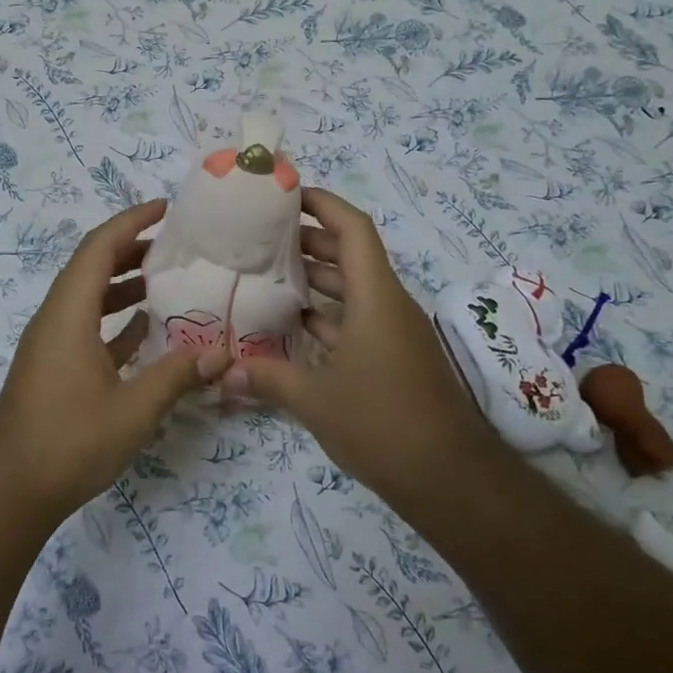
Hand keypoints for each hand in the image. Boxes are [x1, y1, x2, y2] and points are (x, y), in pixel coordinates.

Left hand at [0, 199, 231, 518]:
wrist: (8, 492)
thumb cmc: (68, 443)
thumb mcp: (133, 410)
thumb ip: (177, 375)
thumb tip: (223, 353)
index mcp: (68, 314)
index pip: (99, 248)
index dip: (131, 222)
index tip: (166, 209)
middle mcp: (55, 319)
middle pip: (93, 267)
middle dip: (133, 249)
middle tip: (178, 245)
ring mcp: (51, 345)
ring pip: (89, 298)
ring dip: (124, 285)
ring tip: (169, 280)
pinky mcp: (53, 368)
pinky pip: (86, 327)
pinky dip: (116, 320)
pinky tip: (147, 329)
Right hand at [230, 189, 487, 498]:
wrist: (449, 477)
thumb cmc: (382, 423)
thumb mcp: (315, 399)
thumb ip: (267, 378)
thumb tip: (223, 373)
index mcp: (375, 297)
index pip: (353, 229)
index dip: (322, 204)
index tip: (286, 195)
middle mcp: (388, 304)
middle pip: (350, 255)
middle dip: (309, 240)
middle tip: (261, 237)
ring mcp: (394, 332)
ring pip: (353, 289)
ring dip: (316, 279)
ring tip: (268, 274)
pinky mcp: (395, 357)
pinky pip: (358, 319)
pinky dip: (328, 315)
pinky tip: (293, 325)